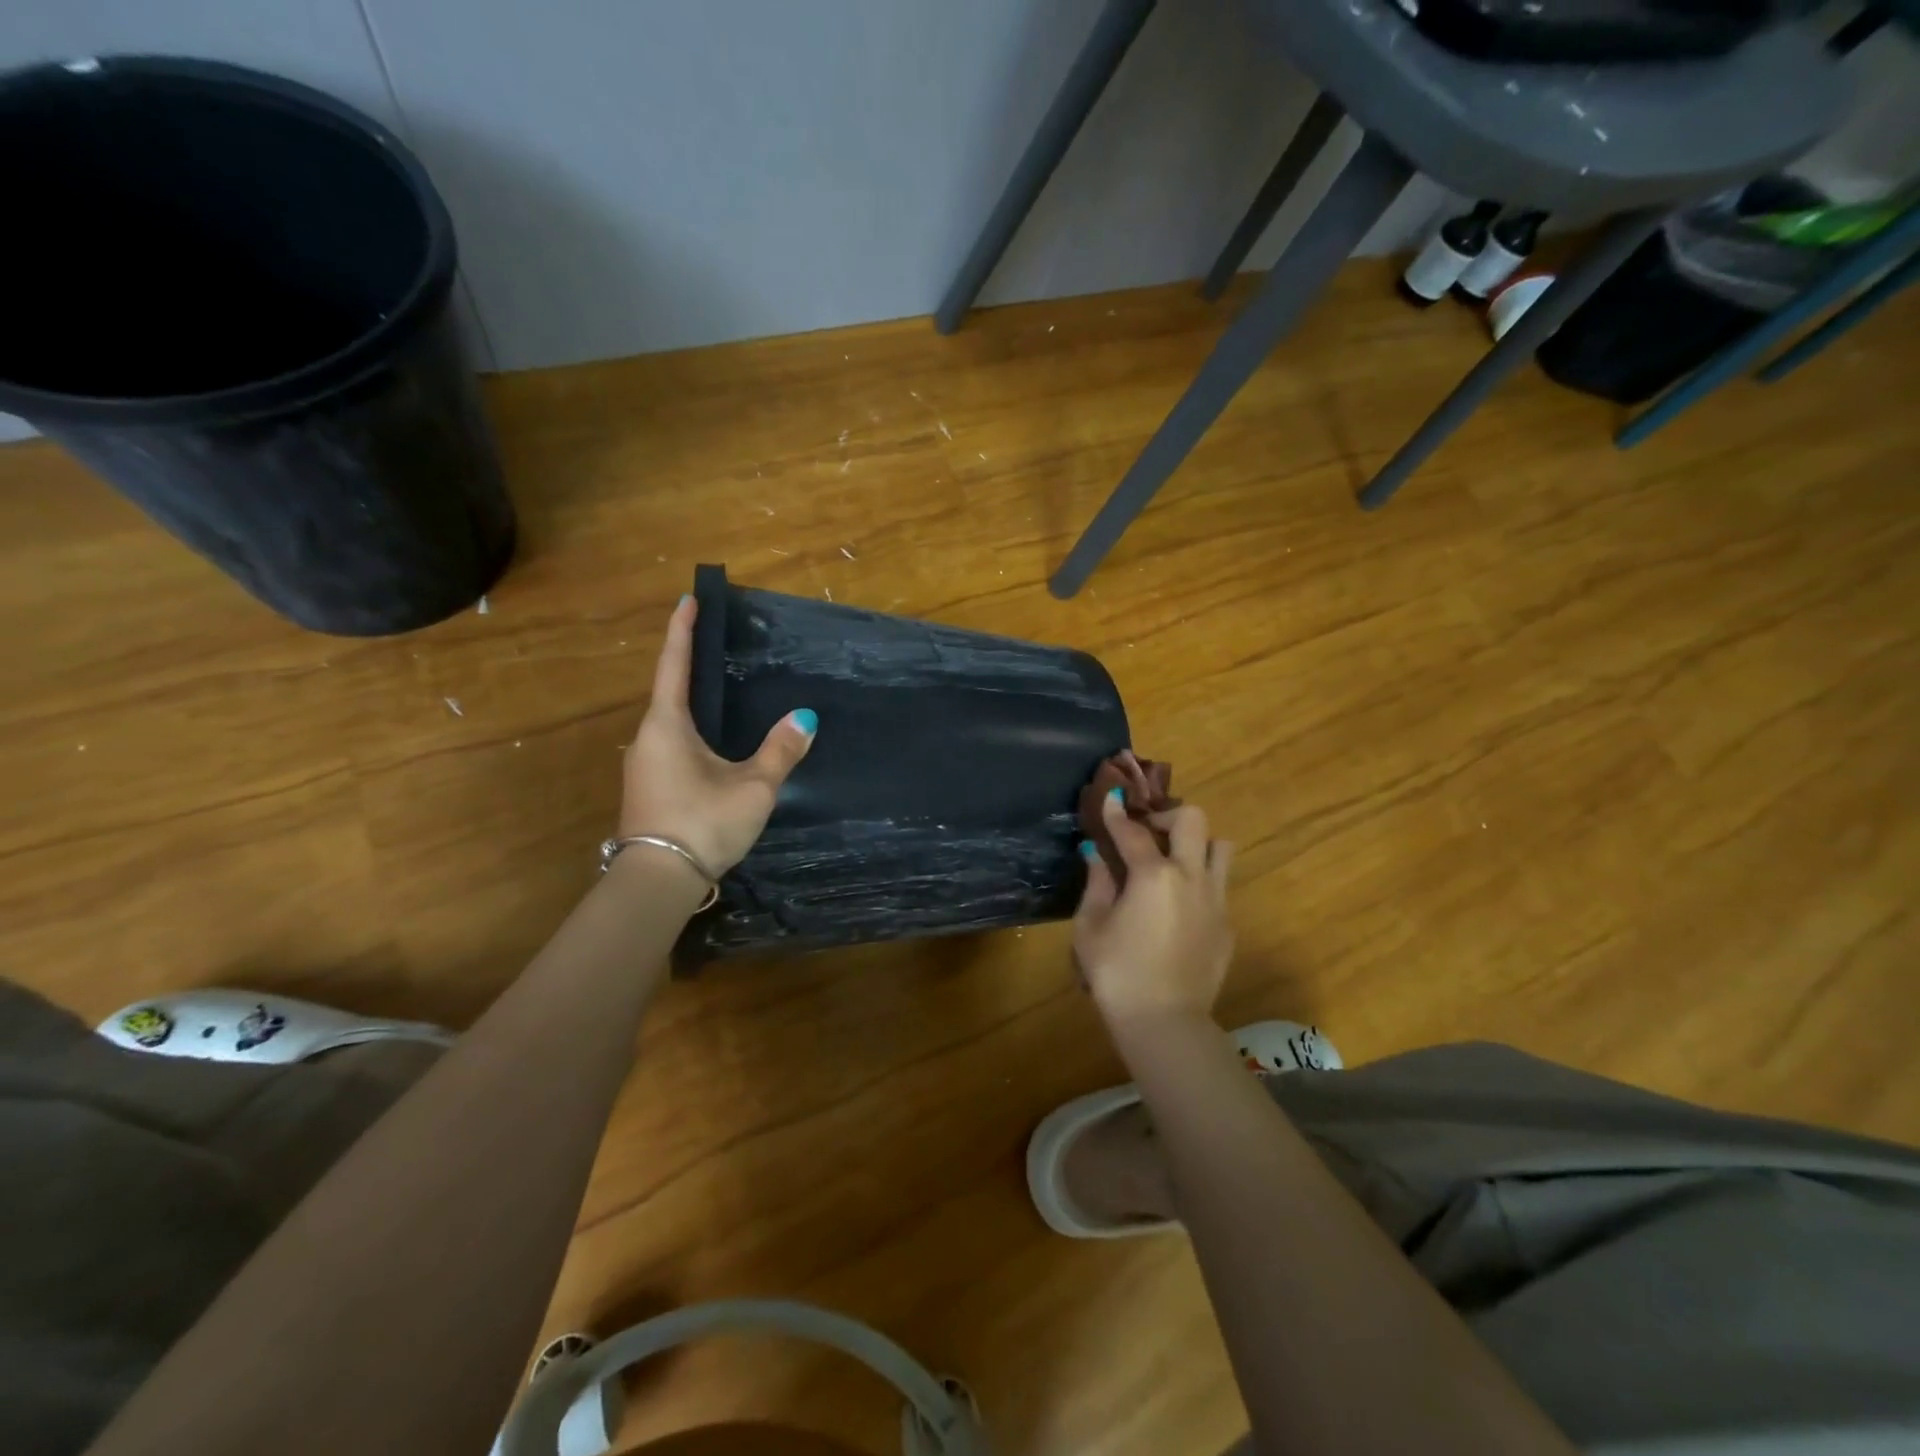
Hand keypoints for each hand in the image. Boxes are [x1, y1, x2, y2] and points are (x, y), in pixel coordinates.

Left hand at [619, 595, 816, 875]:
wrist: (658, 881)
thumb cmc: (703, 822)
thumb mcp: (752, 787)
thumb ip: (779, 751)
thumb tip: (805, 718)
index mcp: (667, 725)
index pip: (674, 665)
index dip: (682, 631)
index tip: (687, 600)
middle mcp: (648, 738)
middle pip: (670, 692)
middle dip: (690, 666)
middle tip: (716, 645)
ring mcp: (644, 765)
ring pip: (671, 723)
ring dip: (692, 704)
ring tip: (720, 693)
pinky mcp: (649, 788)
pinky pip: (672, 745)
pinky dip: (692, 732)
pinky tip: (713, 743)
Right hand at [1074, 793, 1233, 1027]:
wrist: (1166, 1022)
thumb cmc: (1118, 974)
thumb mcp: (1091, 928)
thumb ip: (1096, 884)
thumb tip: (1095, 855)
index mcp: (1153, 874)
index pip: (1132, 830)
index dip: (1116, 812)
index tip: (1110, 797)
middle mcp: (1191, 876)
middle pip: (1193, 820)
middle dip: (1167, 816)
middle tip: (1147, 832)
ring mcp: (1216, 900)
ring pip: (1221, 848)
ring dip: (1196, 844)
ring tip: (1173, 861)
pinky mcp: (1228, 925)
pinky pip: (1220, 886)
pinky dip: (1200, 882)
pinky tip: (1179, 906)